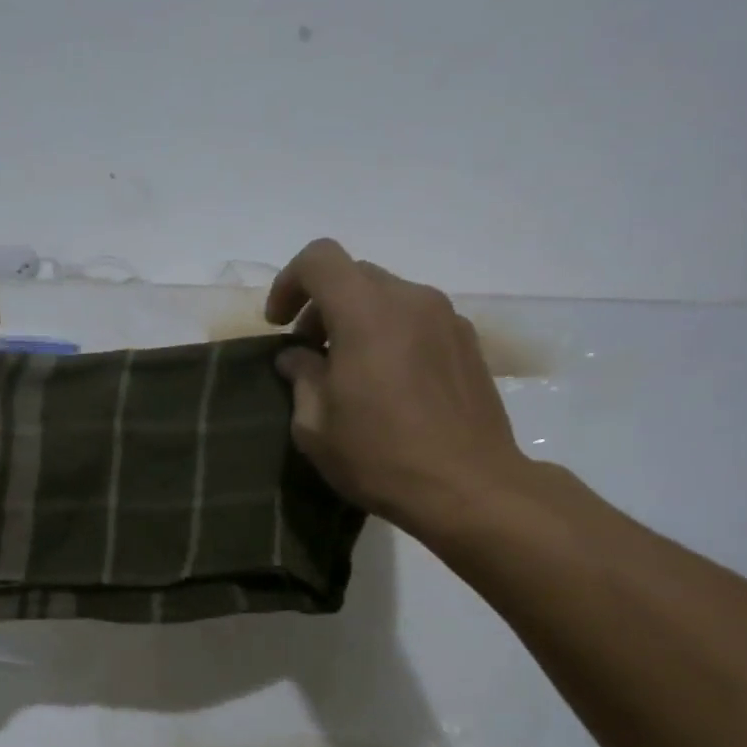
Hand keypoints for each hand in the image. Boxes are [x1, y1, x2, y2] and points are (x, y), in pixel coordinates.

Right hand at [265, 238, 530, 540]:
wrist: (467, 487)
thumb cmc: (379, 457)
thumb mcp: (315, 427)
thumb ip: (301, 378)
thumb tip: (297, 357)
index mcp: (366, 314)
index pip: (320, 259)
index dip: (289, 283)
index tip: (279, 324)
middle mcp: (410, 301)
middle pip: (355, 275)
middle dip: (322, 305)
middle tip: (309, 352)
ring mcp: (446, 318)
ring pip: (388, 297)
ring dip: (357, 320)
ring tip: (348, 370)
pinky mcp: (467, 342)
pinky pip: (417, 319)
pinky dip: (390, 334)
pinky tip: (387, 383)